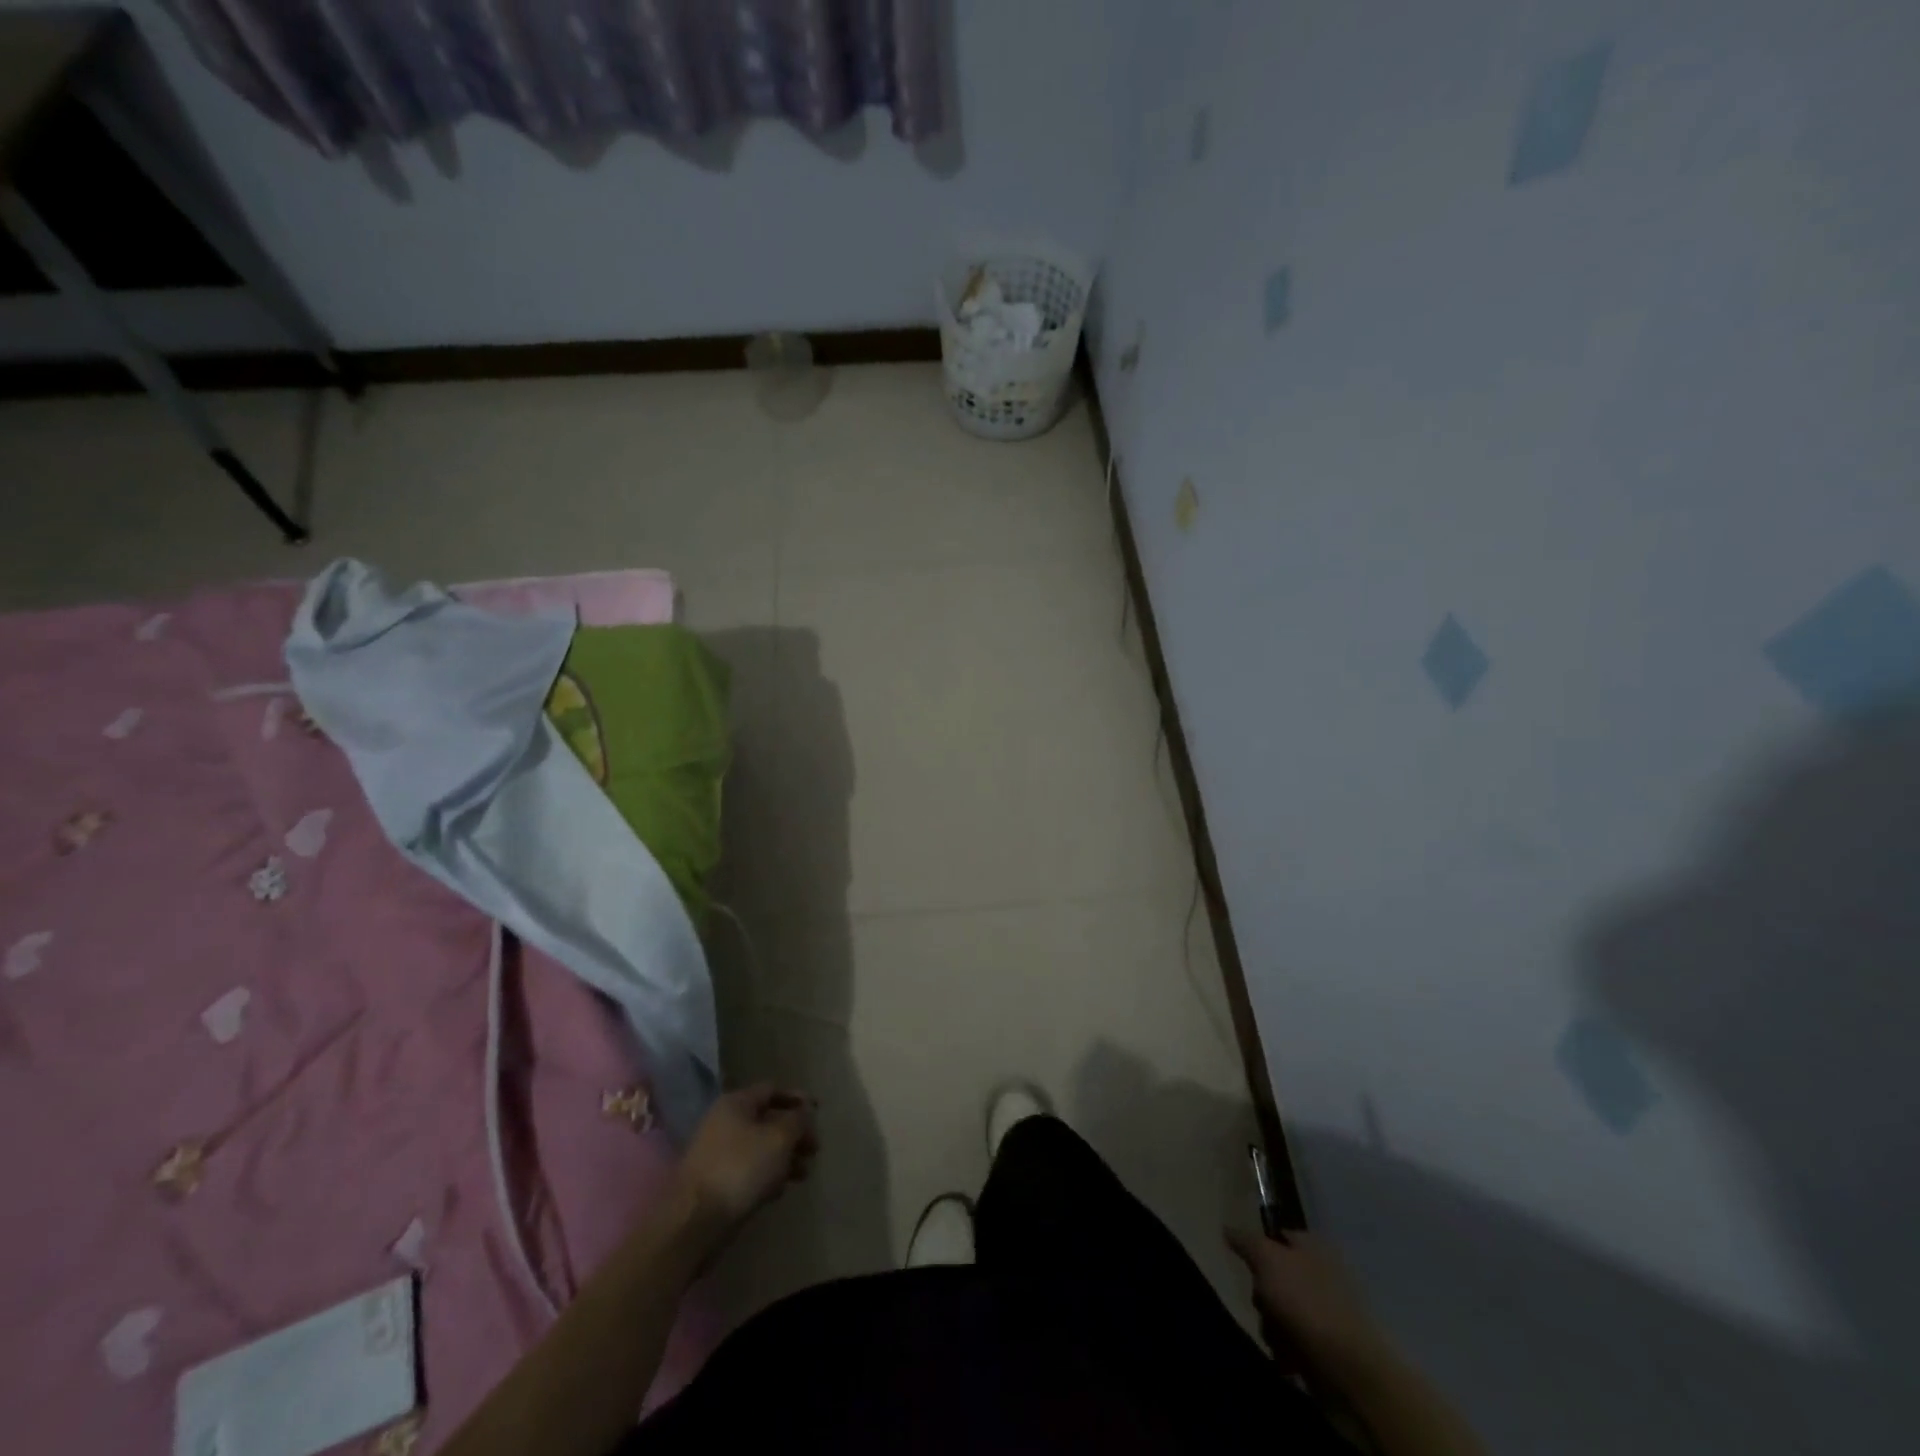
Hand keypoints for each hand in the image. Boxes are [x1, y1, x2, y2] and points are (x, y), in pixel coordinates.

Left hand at [675, 1084, 817, 1230]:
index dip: (797, 1098)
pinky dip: (766, 1175)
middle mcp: (723, 1122)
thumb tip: (804, 1112)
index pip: (772, 1089)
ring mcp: (716, 1153)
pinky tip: (778, 1191)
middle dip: (794, 1134)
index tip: (818, 1112)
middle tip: (814, 1150)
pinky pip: (747, 1170)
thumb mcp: (779, 1139)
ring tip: (803, 1175)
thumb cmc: (740, 1169)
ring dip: (784, 1157)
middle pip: (767, 1120)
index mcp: (736, 1103)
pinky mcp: (714, 1182)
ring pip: (759, 1147)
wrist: (694, 1222)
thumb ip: (798, 1120)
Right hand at [1226, 1228, 1392, 1386]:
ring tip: (1278, 1337)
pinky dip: (1287, 1348)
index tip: (1247, 1265)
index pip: (1277, 1236)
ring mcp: (1326, 1310)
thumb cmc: (1306, 1301)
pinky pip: (1295, 1340)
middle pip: (1274, 1276)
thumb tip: (1227, 1228)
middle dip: (1262, 1294)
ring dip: (1272, 1325)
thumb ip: (1245, 1241)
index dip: (1258, 1249)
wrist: (1350, 1367)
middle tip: (1263, 1304)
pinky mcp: (1328, 1345)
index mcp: (1312, 1246)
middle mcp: (1320, 1273)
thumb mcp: (1267, 1259)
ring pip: (1280, 1310)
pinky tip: (1289, 1356)